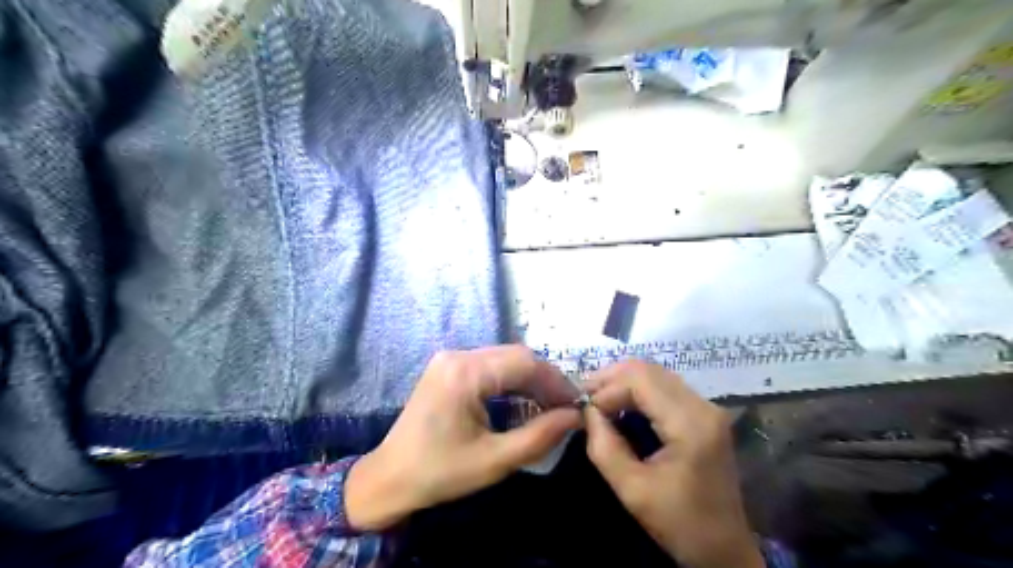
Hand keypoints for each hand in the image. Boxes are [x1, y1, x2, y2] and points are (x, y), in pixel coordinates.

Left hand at [346, 345, 576, 532]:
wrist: (389, 478)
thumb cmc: (440, 472)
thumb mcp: (495, 460)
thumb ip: (540, 436)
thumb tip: (575, 416)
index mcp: (465, 373)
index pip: (524, 362)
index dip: (556, 381)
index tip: (577, 404)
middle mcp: (458, 355)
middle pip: (515, 356)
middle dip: (545, 380)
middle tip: (566, 407)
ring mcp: (450, 358)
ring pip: (504, 359)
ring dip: (530, 379)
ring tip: (549, 405)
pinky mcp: (448, 367)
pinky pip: (489, 366)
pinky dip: (511, 381)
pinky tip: (523, 400)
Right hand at [583, 362, 763, 567]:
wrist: (725, 550)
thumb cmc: (680, 524)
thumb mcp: (633, 490)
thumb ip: (605, 447)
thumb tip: (588, 412)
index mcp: (690, 424)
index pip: (640, 380)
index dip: (607, 389)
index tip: (584, 410)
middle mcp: (703, 406)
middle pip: (649, 370)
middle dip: (612, 379)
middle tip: (585, 397)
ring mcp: (707, 408)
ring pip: (656, 374)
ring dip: (624, 382)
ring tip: (598, 399)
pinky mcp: (704, 415)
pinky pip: (665, 387)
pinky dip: (638, 390)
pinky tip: (621, 404)